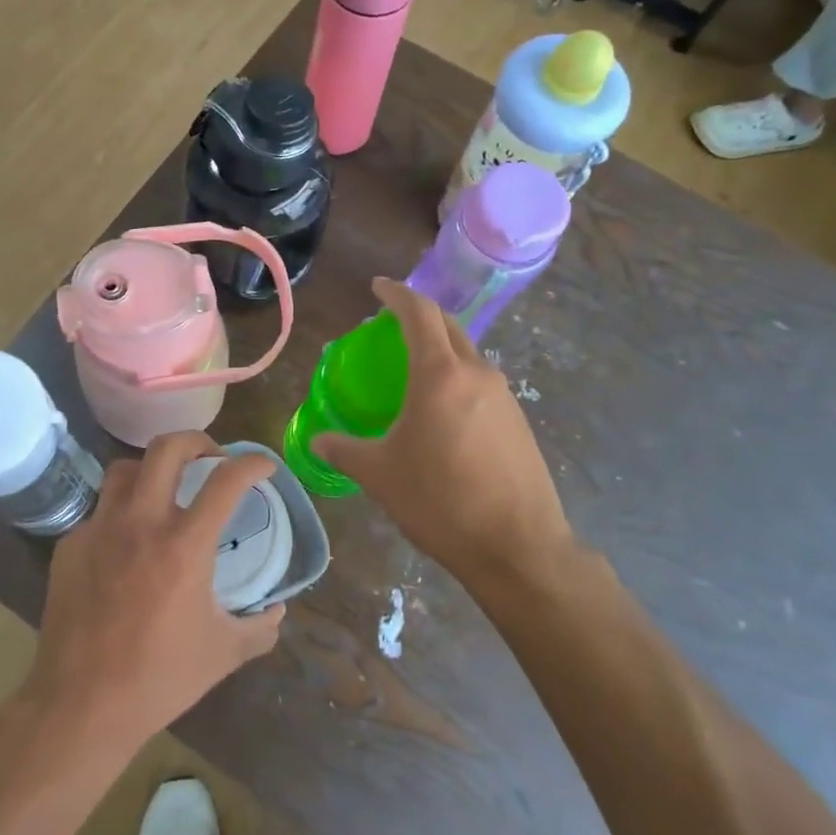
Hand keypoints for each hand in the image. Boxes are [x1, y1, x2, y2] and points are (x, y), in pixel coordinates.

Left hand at [27, 433, 284, 749]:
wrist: (81, 705)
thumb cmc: (159, 678)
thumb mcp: (224, 654)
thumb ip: (260, 628)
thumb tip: (279, 612)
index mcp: (184, 545)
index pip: (226, 481)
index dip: (252, 464)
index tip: (263, 467)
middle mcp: (140, 523)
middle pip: (166, 449)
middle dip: (196, 441)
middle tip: (211, 458)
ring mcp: (99, 530)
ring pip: (124, 470)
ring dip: (152, 469)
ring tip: (166, 488)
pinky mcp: (70, 546)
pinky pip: (100, 512)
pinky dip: (121, 514)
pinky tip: (127, 544)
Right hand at [313, 278, 575, 593]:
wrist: (517, 546)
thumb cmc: (440, 501)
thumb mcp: (379, 474)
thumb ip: (344, 450)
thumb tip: (317, 441)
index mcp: (440, 374)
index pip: (419, 313)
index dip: (396, 294)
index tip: (377, 288)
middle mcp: (477, 374)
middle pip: (448, 326)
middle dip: (420, 316)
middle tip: (390, 325)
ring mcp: (504, 396)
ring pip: (468, 355)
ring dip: (440, 350)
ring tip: (412, 371)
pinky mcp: (518, 422)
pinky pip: (482, 384)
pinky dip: (457, 379)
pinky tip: (442, 412)